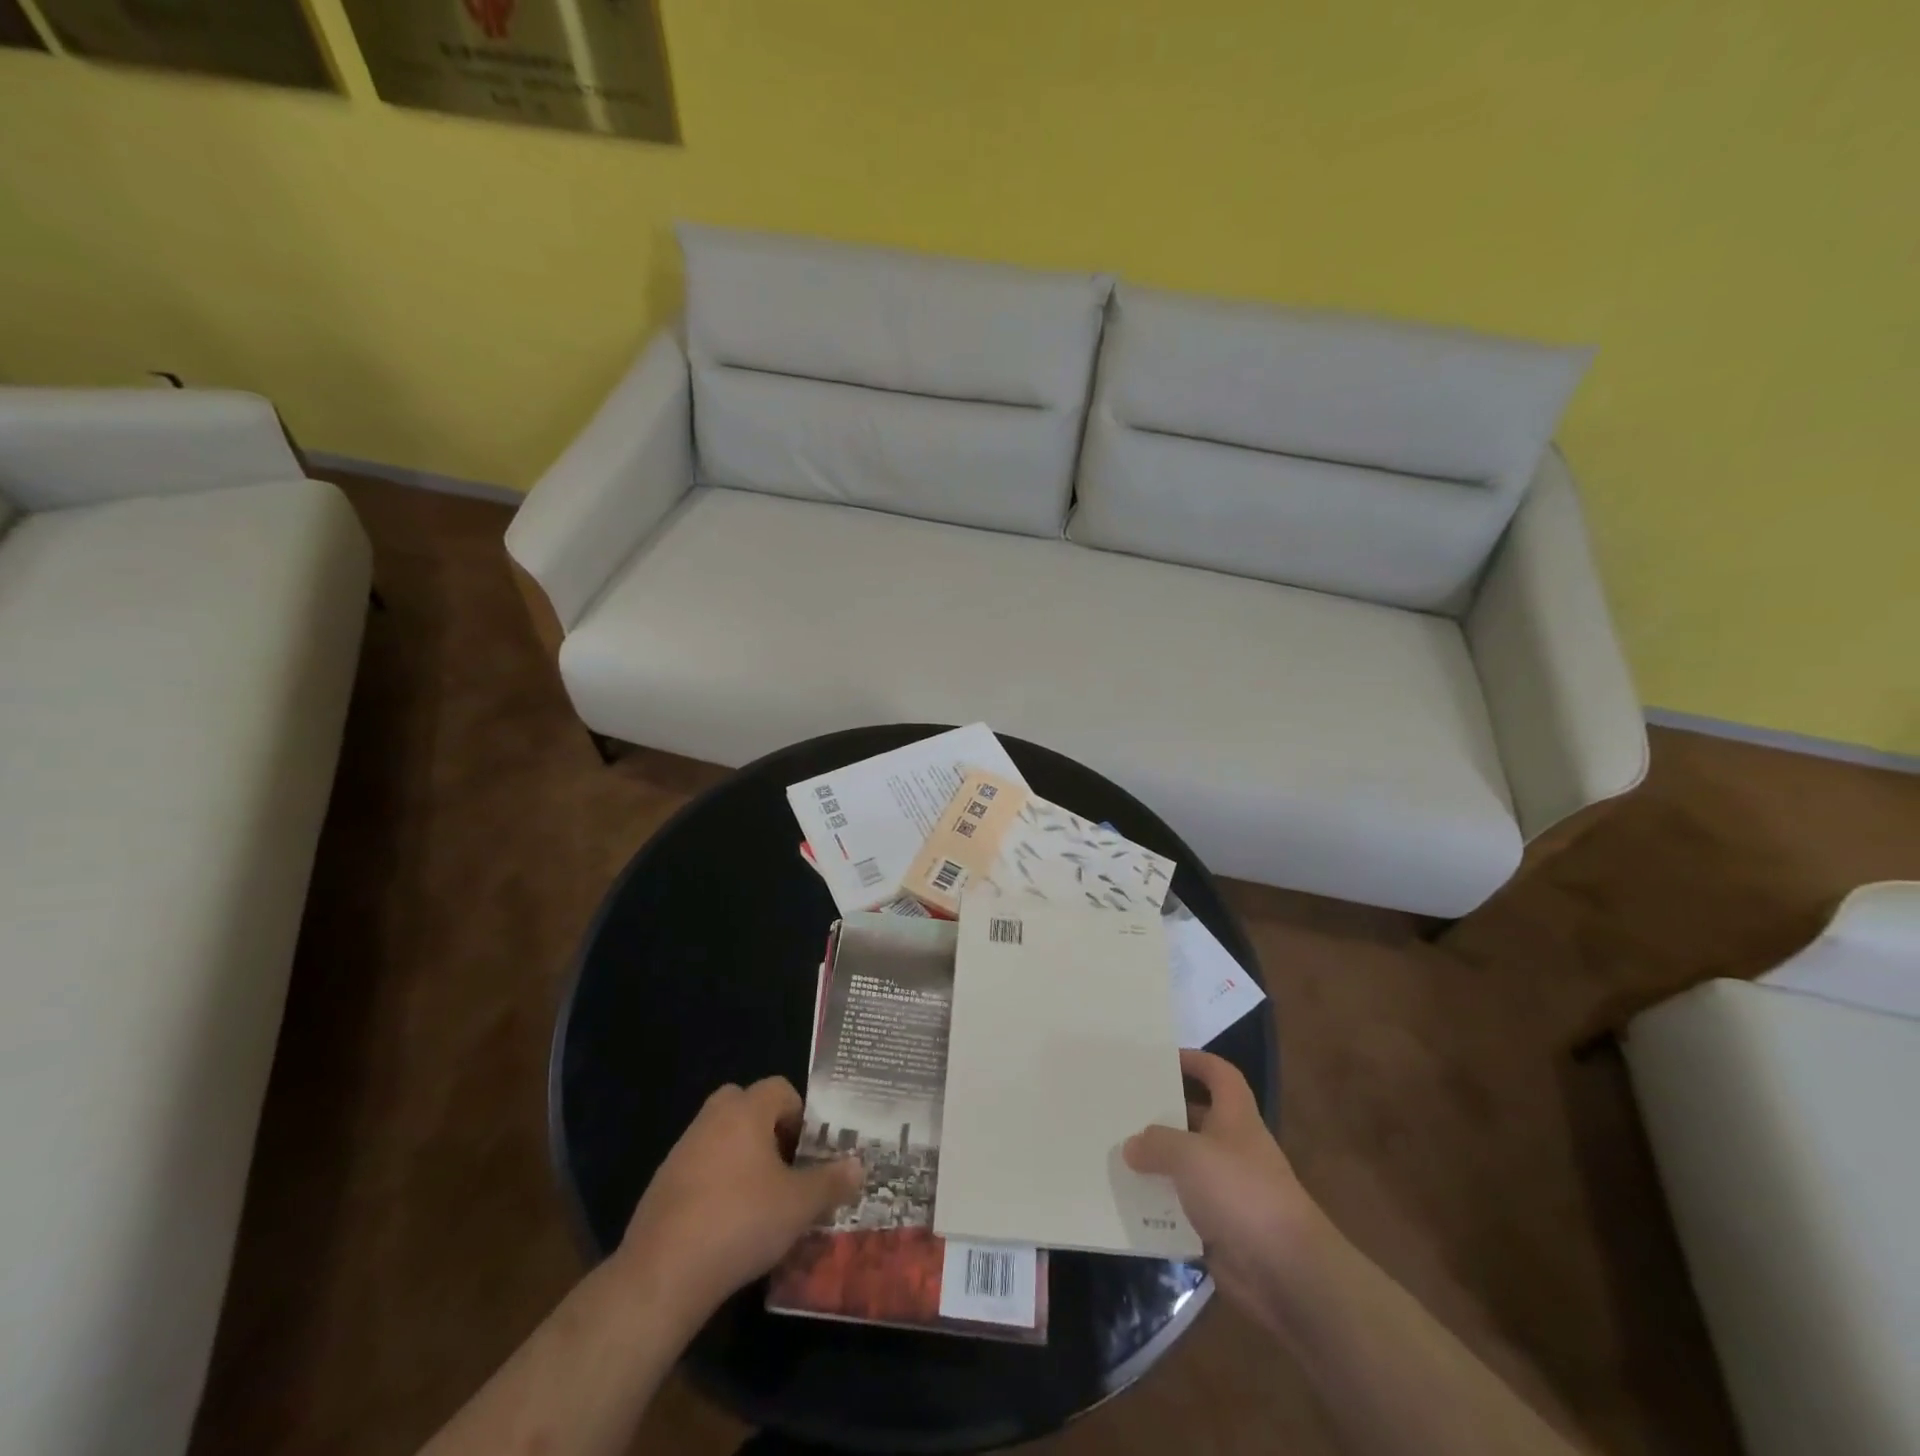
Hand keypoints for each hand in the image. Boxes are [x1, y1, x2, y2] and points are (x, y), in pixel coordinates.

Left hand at [616, 1077, 862, 1328]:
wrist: (663, 1273)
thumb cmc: (741, 1221)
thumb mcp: (799, 1205)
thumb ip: (831, 1182)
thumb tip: (859, 1167)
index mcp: (746, 1110)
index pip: (780, 1088)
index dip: (800, 1115)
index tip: (808, 1152)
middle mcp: (712, 1118)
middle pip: (747, 1106)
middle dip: (768, 1130)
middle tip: (785, 1168)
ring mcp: (682, 1150)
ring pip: (721, 1137)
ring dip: (742, 1157)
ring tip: (760, 1200)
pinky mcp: (662, 1184)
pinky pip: (700, 1168)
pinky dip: (716, 1184)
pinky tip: (726, 1224)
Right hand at [1124, 1049, 1320, 1321]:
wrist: (1286, 1272)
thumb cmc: (1241, 1192)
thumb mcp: (1190, 1155)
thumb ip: (1157, 1144)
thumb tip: (1132, 1146)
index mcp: (1235, 1117)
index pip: (1219, 1074)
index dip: (1195, 1061)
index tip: (1161, 1059)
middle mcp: (1233, 1148)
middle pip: (1195, 1119)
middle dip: (1162, 1115)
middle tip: (1122, 1109)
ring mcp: (1227, 1190)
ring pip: (1185, 1167)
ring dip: (1156, 1164)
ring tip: (1115, 1154)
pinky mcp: (1219, 1228)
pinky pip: (1182, 1209)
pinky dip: (1159, 1207)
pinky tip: (1128, 1204)